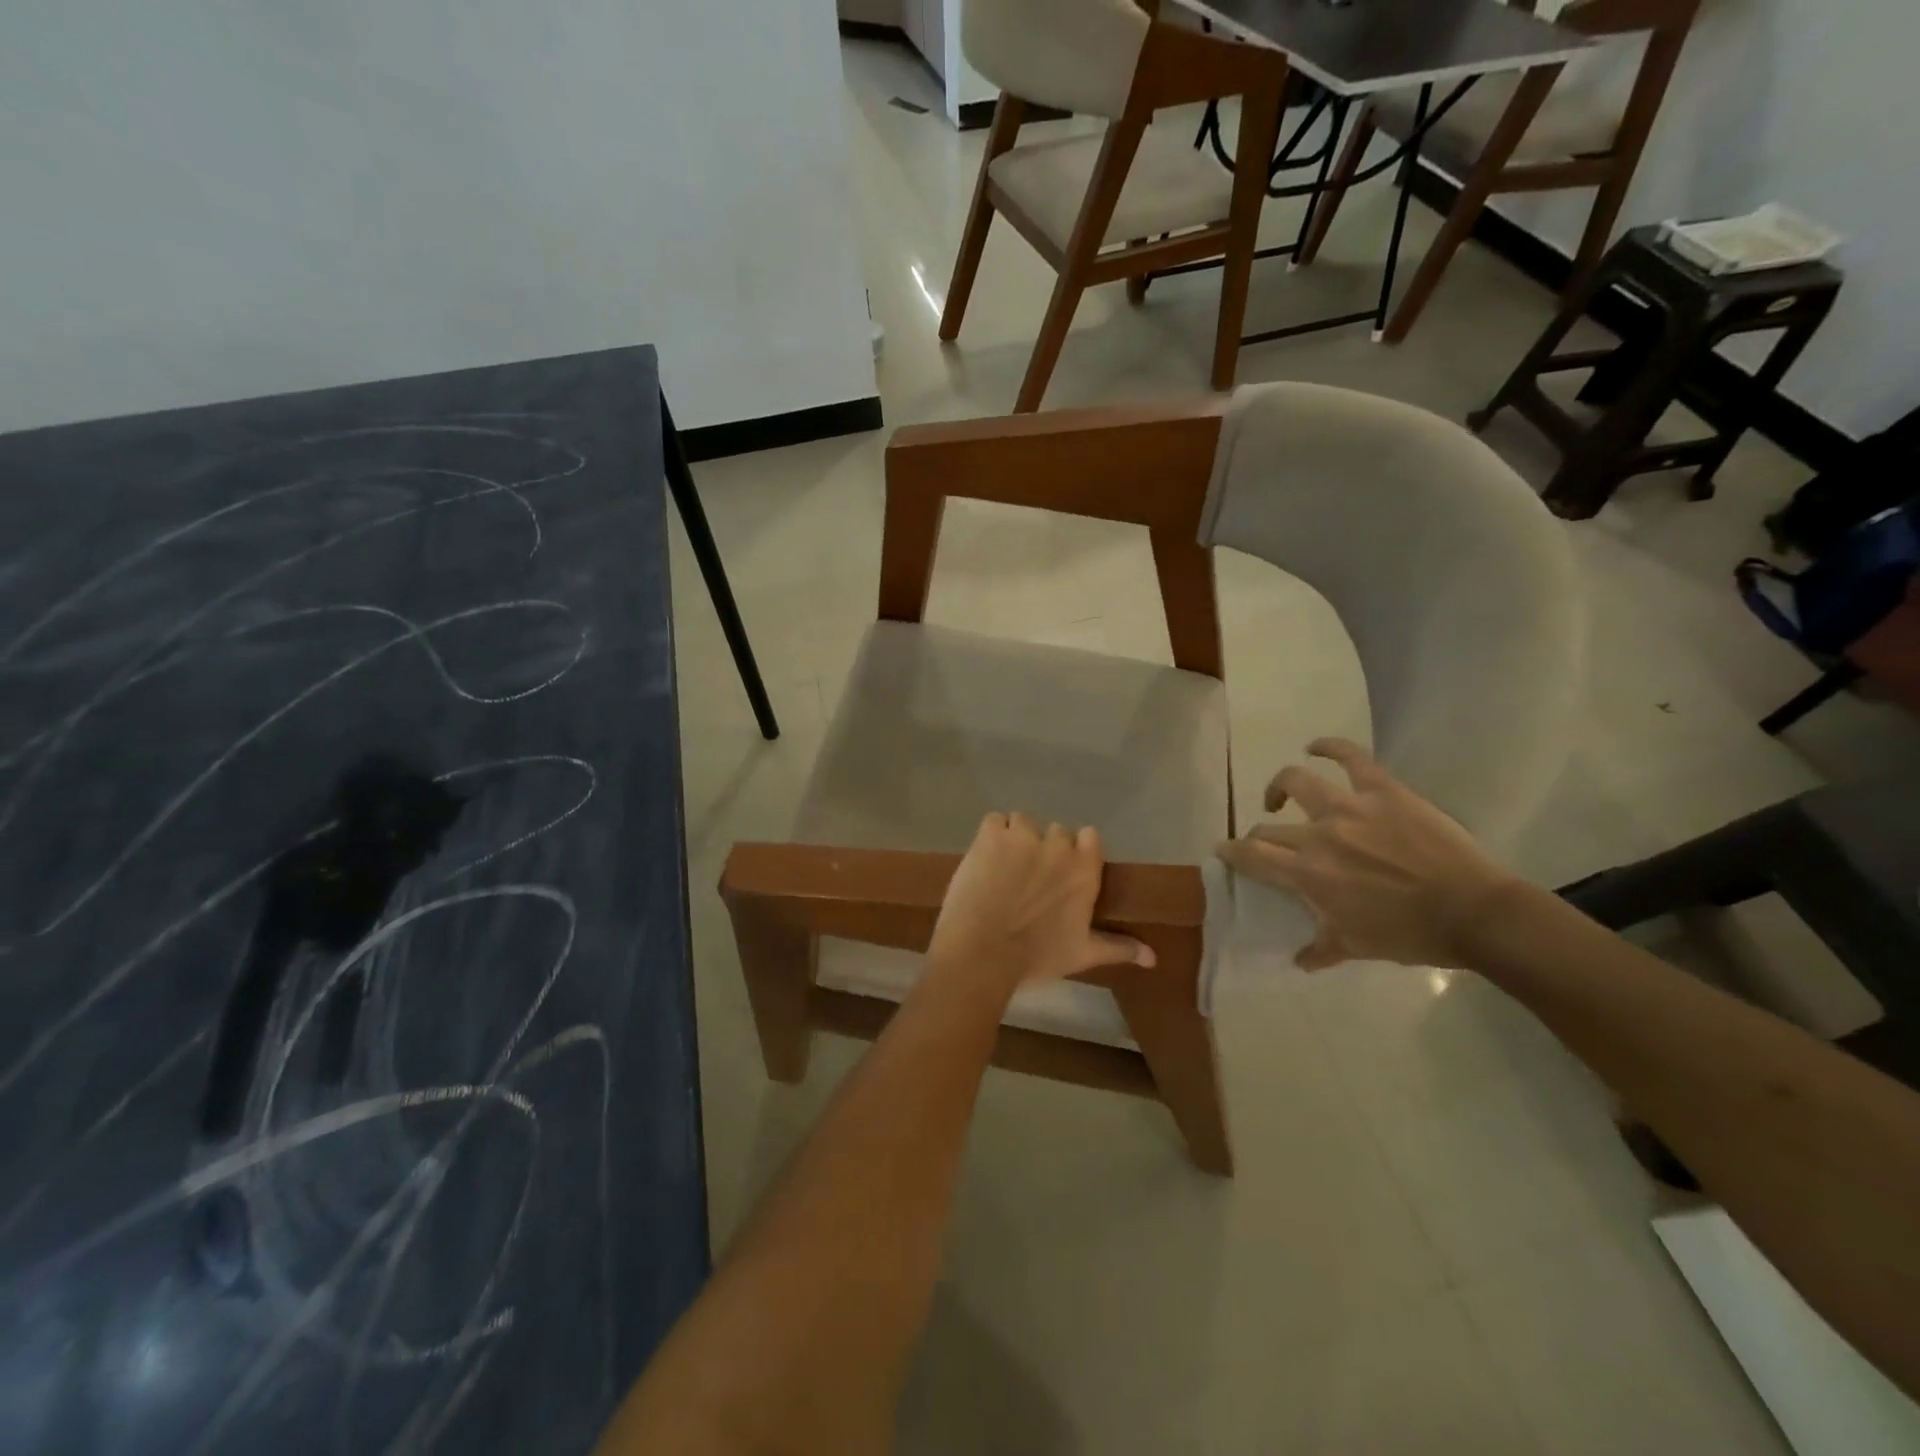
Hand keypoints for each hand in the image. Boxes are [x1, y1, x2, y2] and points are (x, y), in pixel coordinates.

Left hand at [925, 813, 1154, 997]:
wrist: (982, 951)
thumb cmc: (1036, 956)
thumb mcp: (1082, 954)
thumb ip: (1119, 948)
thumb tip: (1153, 957)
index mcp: (1085, 869)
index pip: (1090, 837)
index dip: (1076, 850)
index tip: (1063, 870)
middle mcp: (1058, 845)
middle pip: (1054, 832)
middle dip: (1043, 849)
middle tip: (1028, 877)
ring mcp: (1023, 835)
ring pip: (1022, 823)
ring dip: (1015, 839)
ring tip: (1002, 868)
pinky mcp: (991, 834)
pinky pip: (994, 821)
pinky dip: (990, 836)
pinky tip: (983, 859)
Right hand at [1215, 738, 1517, 970]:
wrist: (1475, 913)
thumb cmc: (1412, 935)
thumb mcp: (1358, 947)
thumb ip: (1322, 949)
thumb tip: (1300, 960)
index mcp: (1309, 874)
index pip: (1252, 856)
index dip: (1231, 851)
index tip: (1223, 850)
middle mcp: (1319, 835)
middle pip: (1269, 828)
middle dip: (1257, 836)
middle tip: (1262, 843)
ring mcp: (1351, 808)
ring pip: (1296, 781)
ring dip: (1280, 787)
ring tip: (1280, 795)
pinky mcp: (1383, 791)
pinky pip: (1351, 758)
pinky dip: (1329, 746)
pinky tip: (1314, 746)